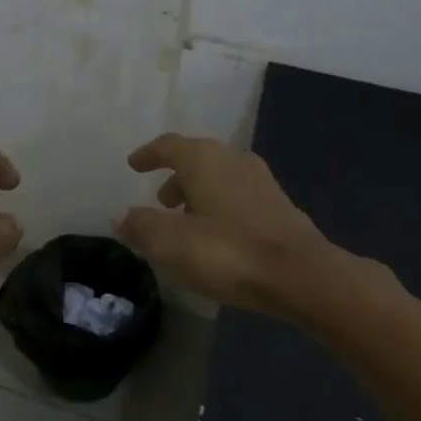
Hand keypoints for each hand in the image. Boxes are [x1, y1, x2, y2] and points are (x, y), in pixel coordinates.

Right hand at [114, 133, 334, 314]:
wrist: (300, 274)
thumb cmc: (227, 252)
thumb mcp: (171, 244)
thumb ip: (141, 226)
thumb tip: (120, 217)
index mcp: (203, 159)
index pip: (169, 145)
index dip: (149, 154)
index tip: (134, 164)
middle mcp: (232, 159)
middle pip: (196, 159)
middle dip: (175, 176)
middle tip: (160, 200)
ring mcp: (260, 181)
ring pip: (219, 177)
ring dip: (198, 193)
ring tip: (185, 222)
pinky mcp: (278, 205)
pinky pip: (238, 196)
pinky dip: (219, 206)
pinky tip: (217, 234)